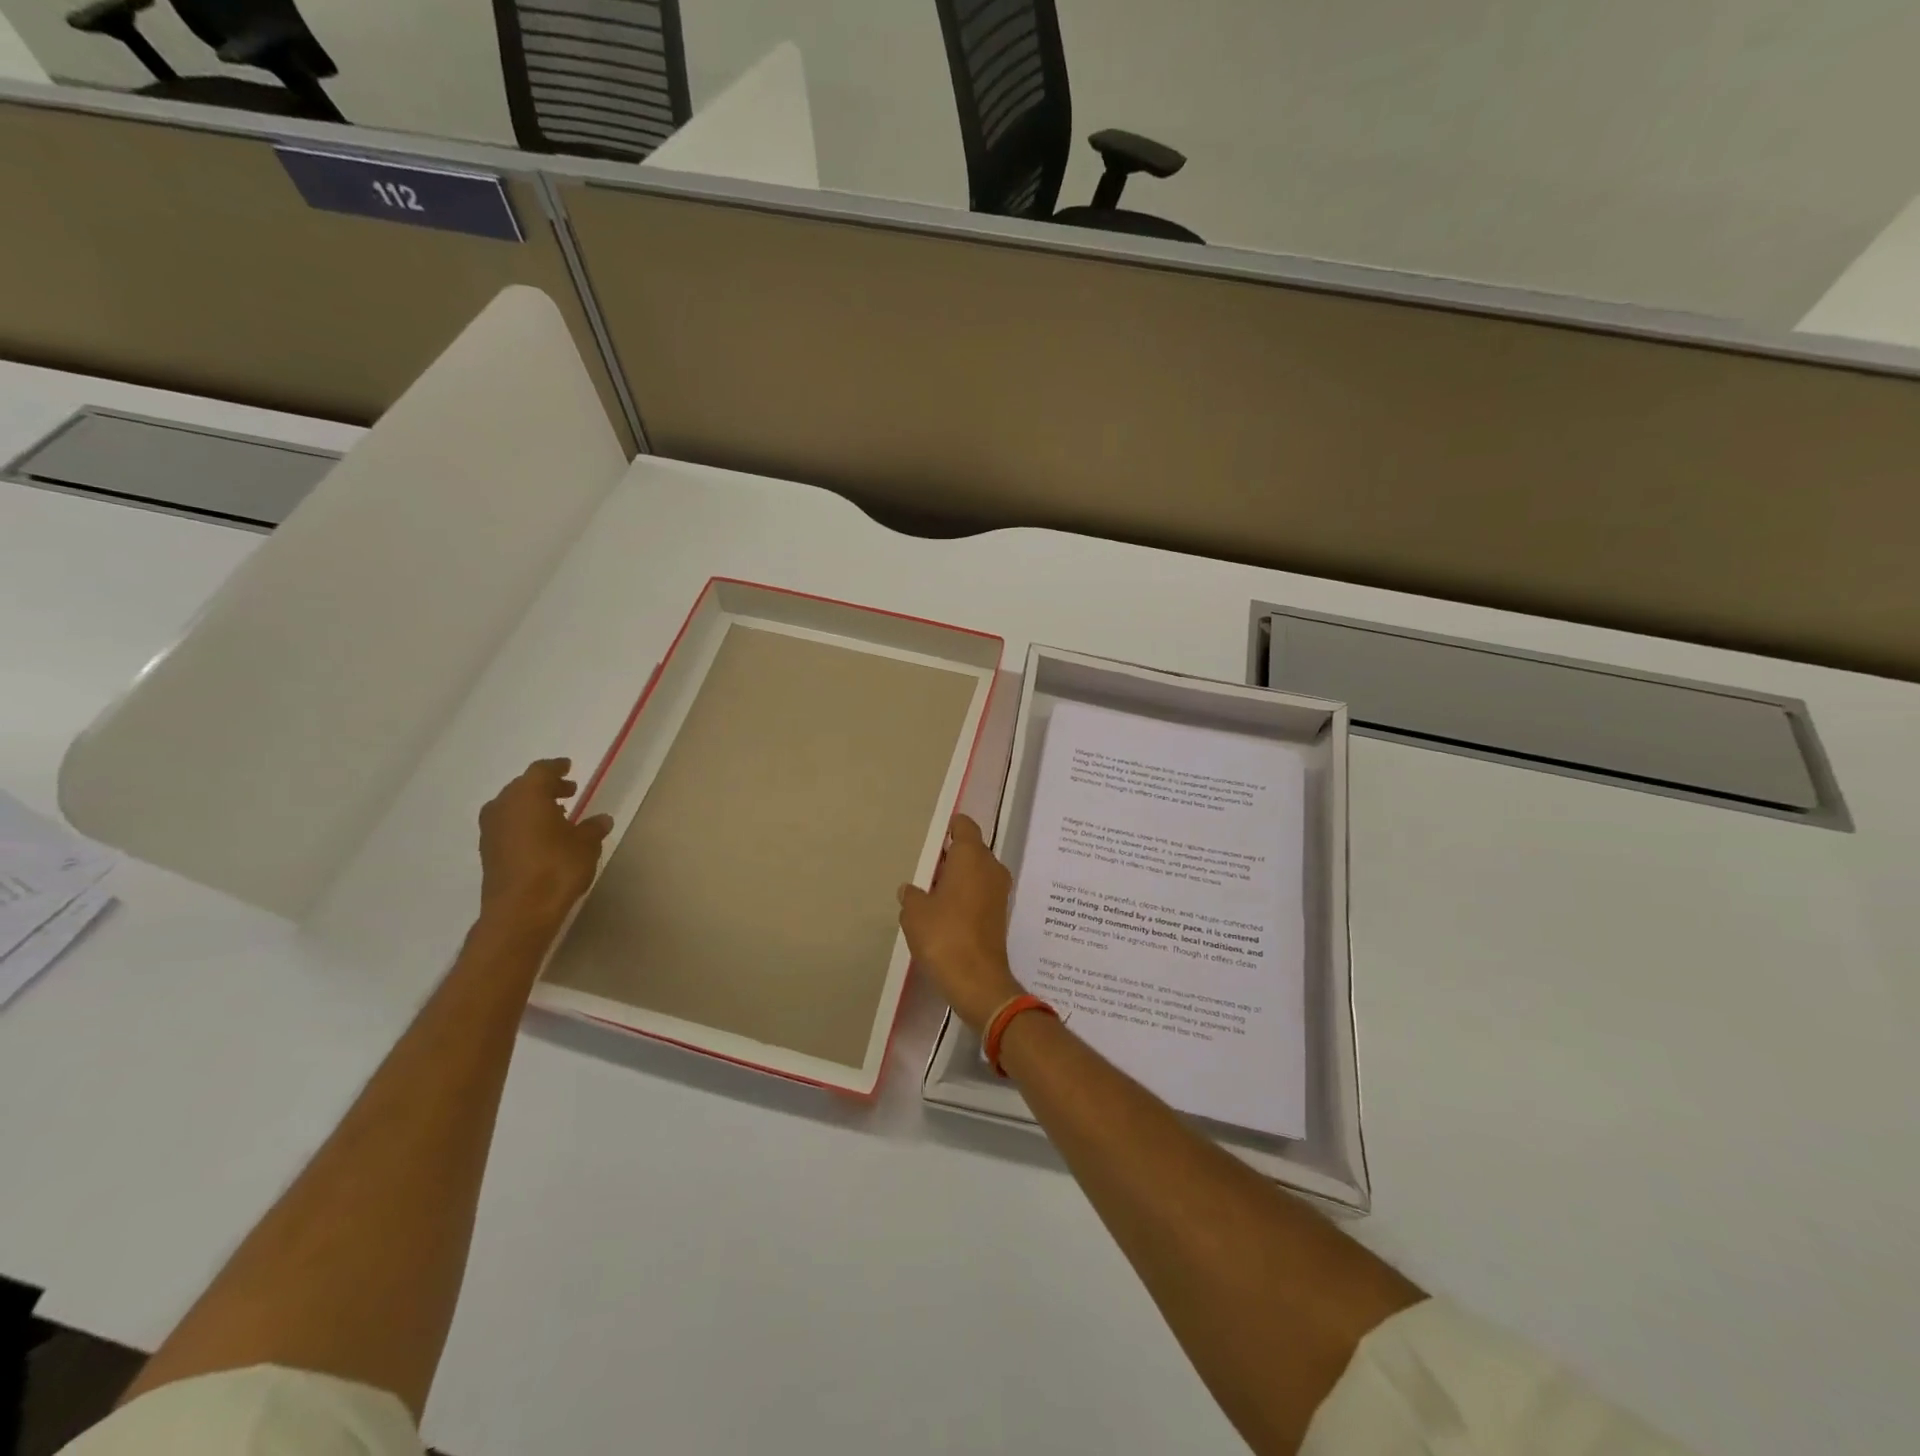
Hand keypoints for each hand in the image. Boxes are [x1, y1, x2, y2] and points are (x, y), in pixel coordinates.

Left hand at [478, 758, 613, 933]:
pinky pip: (508, 825)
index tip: (568, 766)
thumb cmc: (556, 868)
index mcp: (527, 795)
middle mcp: (503, 806)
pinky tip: (542, 836)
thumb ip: (593, 827)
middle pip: (524, 787)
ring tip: (558, 814)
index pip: (541, 771)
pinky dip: (524, 823)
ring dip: (534, 806)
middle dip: (546, 787)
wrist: (520, 911)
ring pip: (513, 806)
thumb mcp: (586, 844)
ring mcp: (491, 830)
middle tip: (568, 791)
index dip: (557, 767)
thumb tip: (601, 819)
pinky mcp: (488, 851)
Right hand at [898, 814, 1022, 1030]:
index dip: (949, 828)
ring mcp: (999, 892)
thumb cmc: (943, 935)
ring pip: (976, 873)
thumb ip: (911, 895)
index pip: (965, 826)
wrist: (977, 981)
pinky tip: (944, 913)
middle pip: (971, 850)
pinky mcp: (999, 915)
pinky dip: (965, 896)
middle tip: (925, 869)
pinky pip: (980, 893)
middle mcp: (991, 868)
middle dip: (949, 857)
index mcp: (972, 856)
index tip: (932, 838)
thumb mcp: (914, 912)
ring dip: (957, 878)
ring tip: (930, 893)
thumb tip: (911, 890)